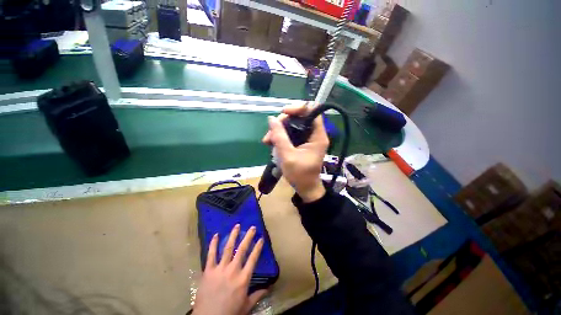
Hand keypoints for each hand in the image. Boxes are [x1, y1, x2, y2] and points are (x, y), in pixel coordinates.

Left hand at [192, 224, 266, 314]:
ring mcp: (220, 269)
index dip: (258, 247)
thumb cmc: (229, 313)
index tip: (261, 238)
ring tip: (237, 226)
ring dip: (233, 236)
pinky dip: (213, 244)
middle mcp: (233, 270)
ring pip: (228, 248)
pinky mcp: (208, 271)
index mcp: (243, 279)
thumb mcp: (246, 306)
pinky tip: (216, 235)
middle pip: (242, 249)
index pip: (253, 259)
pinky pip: (211, 255)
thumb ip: (257, 295)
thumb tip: (268, 288)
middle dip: (248, 237)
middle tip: (252, 227)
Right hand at [262, 103, 328, 202]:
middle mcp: (314, 134)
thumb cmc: (300, 175)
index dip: (298, 108)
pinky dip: (281, 136)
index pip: (312, 111)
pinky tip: (271, 143)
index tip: (283, 113)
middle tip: (270, 133)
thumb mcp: (288, 156)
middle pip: (300, 117)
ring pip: (293, 126)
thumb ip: (280, 137)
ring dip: (279, 130)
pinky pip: (291, 134)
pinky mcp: (302, 143)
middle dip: (283, 122)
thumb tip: (271, 119)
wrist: (305, 189)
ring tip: (267, 141)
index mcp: (318, 136)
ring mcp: (308, 139)